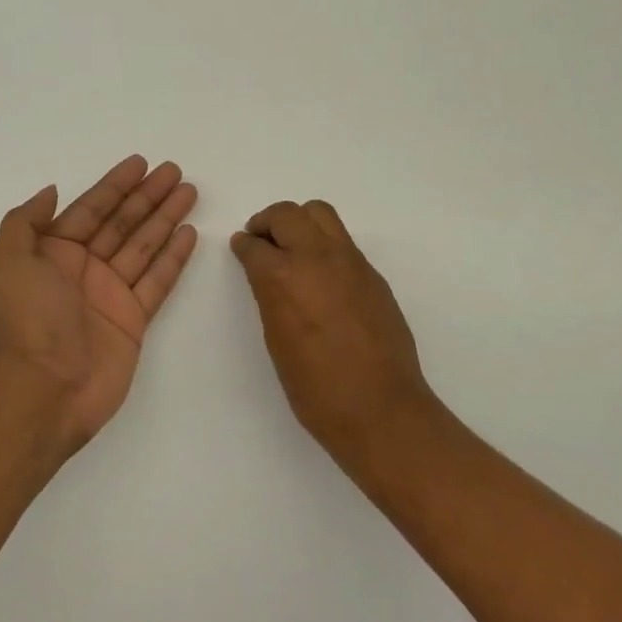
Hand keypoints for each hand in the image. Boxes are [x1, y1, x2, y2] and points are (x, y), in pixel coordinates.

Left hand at [0, 156, 198, 449]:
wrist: (45, 390)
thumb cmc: (27, 322)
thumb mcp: (9, 264)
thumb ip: (25, 223)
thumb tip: (50, 191)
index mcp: (54, 253)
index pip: (91, 209)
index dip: (115, 185)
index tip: (140, 163)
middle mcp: (84, 268)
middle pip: (122, 222)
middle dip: (148, 196)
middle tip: (175, 171)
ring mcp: (111, 293)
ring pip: (144, 245)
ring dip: (166, 218)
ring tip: (189, 192)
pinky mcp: (134, 319)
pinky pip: (158, 280)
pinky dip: (174, 257)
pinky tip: (189, 233)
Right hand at [231, 200, 435, 451]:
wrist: (379, 408)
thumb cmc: (315, 388)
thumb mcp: (277, 340)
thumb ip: (271, 298)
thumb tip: (269, 278)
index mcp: (283, 277)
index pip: (255, 245)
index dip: (244, 245)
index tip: (242, 247)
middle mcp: (316, 257)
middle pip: (287, 214)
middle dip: (268, 223)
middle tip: (261, 240)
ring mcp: (350, 261)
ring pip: (320, 214)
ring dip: (300, 222)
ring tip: (292, 246)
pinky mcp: (372, 274)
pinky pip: (343, 241)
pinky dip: (325, 244)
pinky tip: (321, 273)